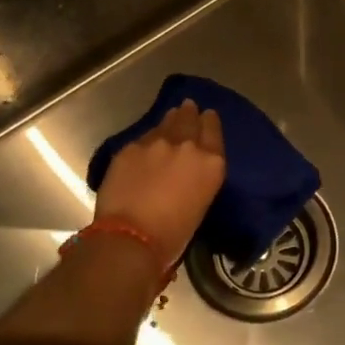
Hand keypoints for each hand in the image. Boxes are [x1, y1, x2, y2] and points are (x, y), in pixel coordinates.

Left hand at [95, 99, 225, 266]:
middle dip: (190, 113)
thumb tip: (187, 173)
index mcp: (211, 164)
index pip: (214, 131)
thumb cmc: (173, 235)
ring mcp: (157, 144)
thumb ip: (197, 179)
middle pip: (190, 120)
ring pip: (166, 123)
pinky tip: (146, 143)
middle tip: (189, 107)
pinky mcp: (130, 148)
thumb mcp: (199, 204)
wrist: (131, 237)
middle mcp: (187, 147)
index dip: (210, 121)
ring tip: (172, 115)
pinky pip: (143, 138)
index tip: (208, 115)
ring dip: (170, 120)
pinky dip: (147, 139)